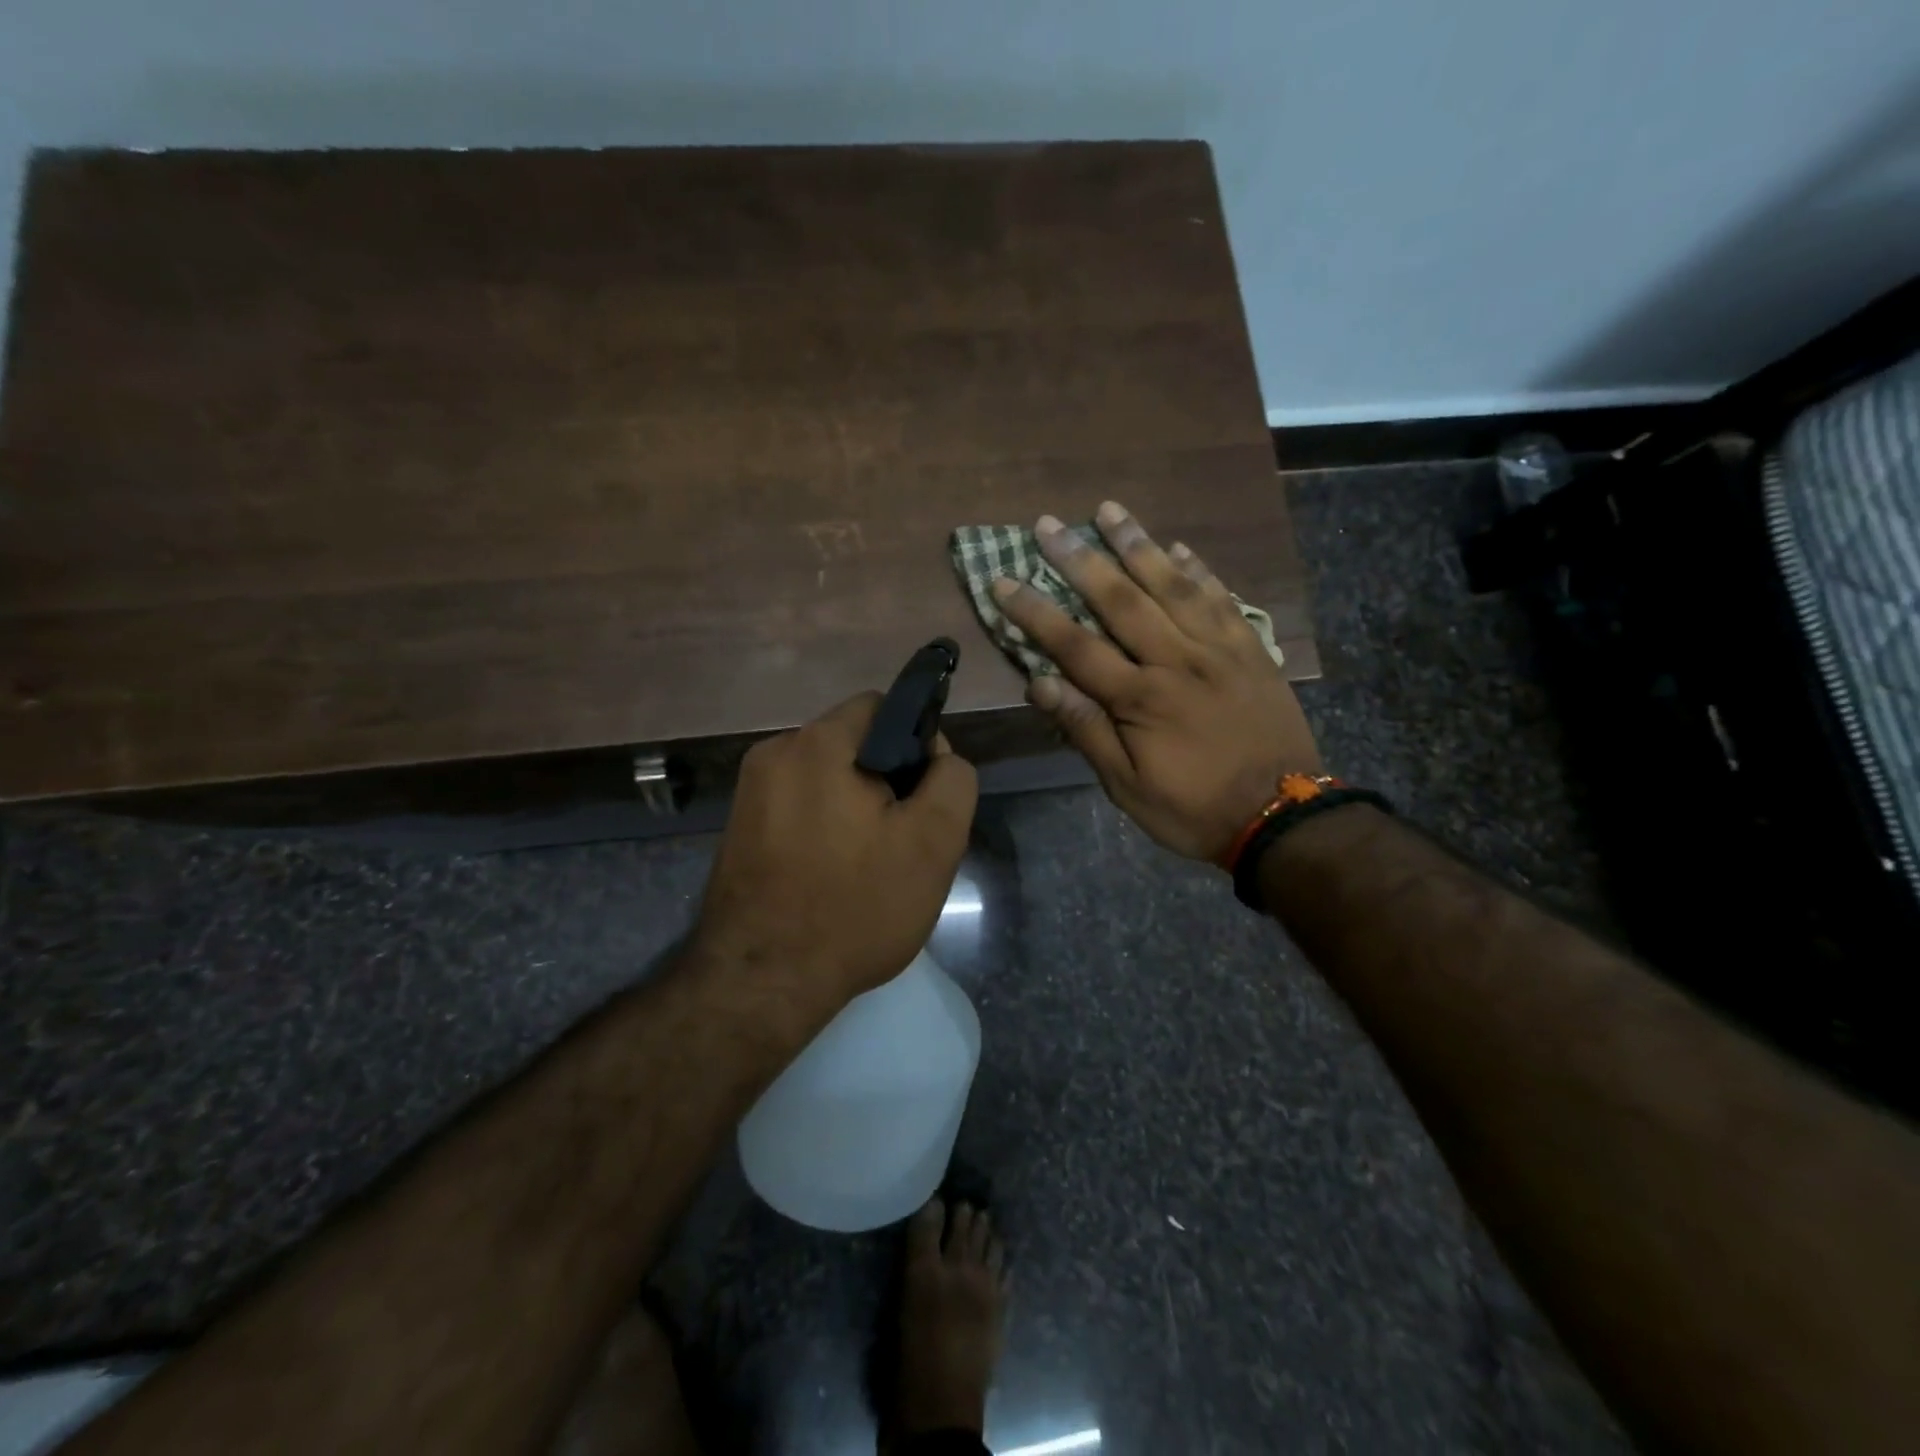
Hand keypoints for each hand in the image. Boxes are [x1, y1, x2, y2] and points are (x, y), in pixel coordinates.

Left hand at [691, 692, 977, 1007]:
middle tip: (903, 839)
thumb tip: (936, 755)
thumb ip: (952, 780)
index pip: (882, 707)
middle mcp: (774, 754)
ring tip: (870, 863)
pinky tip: (833, 874)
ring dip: (856, 805)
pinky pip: (799, 806)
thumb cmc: (855, 908)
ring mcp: (749, 793)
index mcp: (817, 744)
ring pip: (826, 777)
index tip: (925, 796)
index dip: (917, 743)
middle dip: (887, 779)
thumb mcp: (934, 843)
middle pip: (853, 743)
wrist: (761, 984)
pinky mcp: (738, 828)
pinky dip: (824, 826)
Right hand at [993, 501, 1321, 861]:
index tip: (1003, 581)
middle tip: (1049, 523)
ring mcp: (1219, 650)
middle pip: (1121, 600)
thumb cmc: (1193, 808)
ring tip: (1110, 510)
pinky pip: (1222, 599)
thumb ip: (1085, 730)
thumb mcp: (1127, 786)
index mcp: (1140, 698)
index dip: (1035, 612)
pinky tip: (1179, 547)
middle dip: (1080, 559)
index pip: (1075, 645)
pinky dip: (1199, 570)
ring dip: (1138, 545)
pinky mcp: (1251, 650)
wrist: (1281, 817)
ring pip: (1173, 585)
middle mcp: (1177, 660)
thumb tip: (1038, 683)